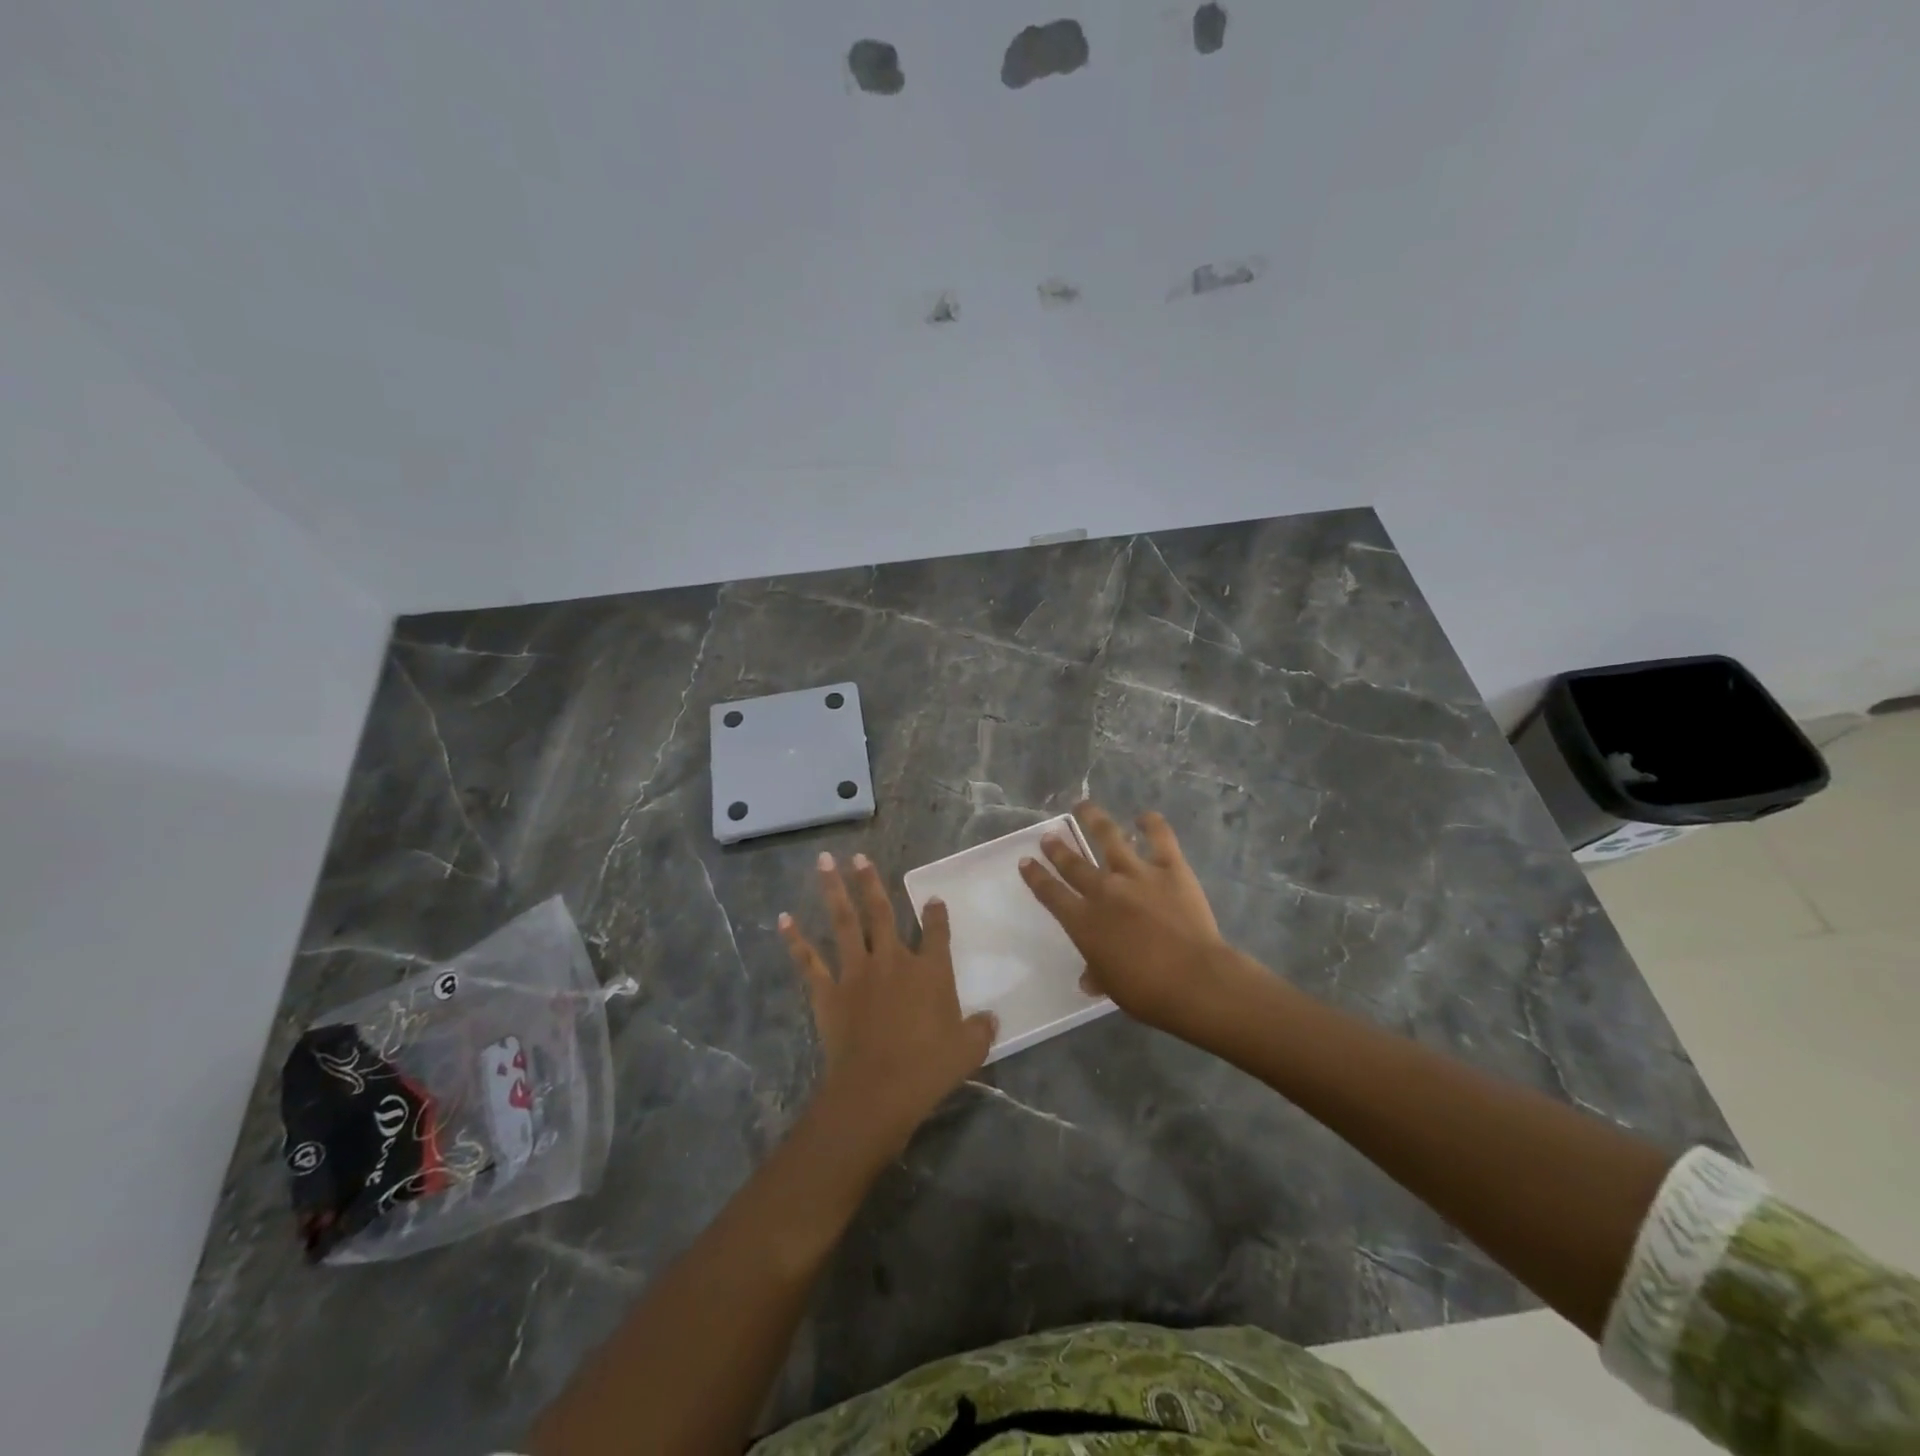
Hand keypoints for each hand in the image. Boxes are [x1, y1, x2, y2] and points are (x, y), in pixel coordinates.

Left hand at [779, 851, 996, 1155]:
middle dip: (870, 882)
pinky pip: (809, 961)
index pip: (937, 932)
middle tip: (858, 857)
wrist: (878, 1088)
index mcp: (930, 971)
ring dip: (834, 890)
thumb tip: (992, 1018)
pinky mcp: (829, 992)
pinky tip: (783, 919)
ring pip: (845, 922)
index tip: (933, 898)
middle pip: (881, 912)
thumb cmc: (928, 1068)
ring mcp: (857, 972)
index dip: (936, 913)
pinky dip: (795, 940)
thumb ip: (980, 1029)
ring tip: (824, 862)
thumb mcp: (969, 1049)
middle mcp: (893, 960)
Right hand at [1019, 802, 1247, 1036]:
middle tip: (1049, 836)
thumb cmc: (1147, 992)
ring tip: (1084, 806)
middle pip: (1073, 864)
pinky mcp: (1170, 868)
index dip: (1036, 877)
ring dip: (1094, 820)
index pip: (1051, 894)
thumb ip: (1097, 974)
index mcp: (1083, 922)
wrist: (1194, 980)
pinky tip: (1145, 816)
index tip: (1026, 861)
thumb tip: (1088, 979)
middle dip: (1057, 849)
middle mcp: (1103, 890)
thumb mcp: (1112, 986)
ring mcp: (1137, 874)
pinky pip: (1160, 838)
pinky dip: (1152, 824)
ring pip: (1109, 838)